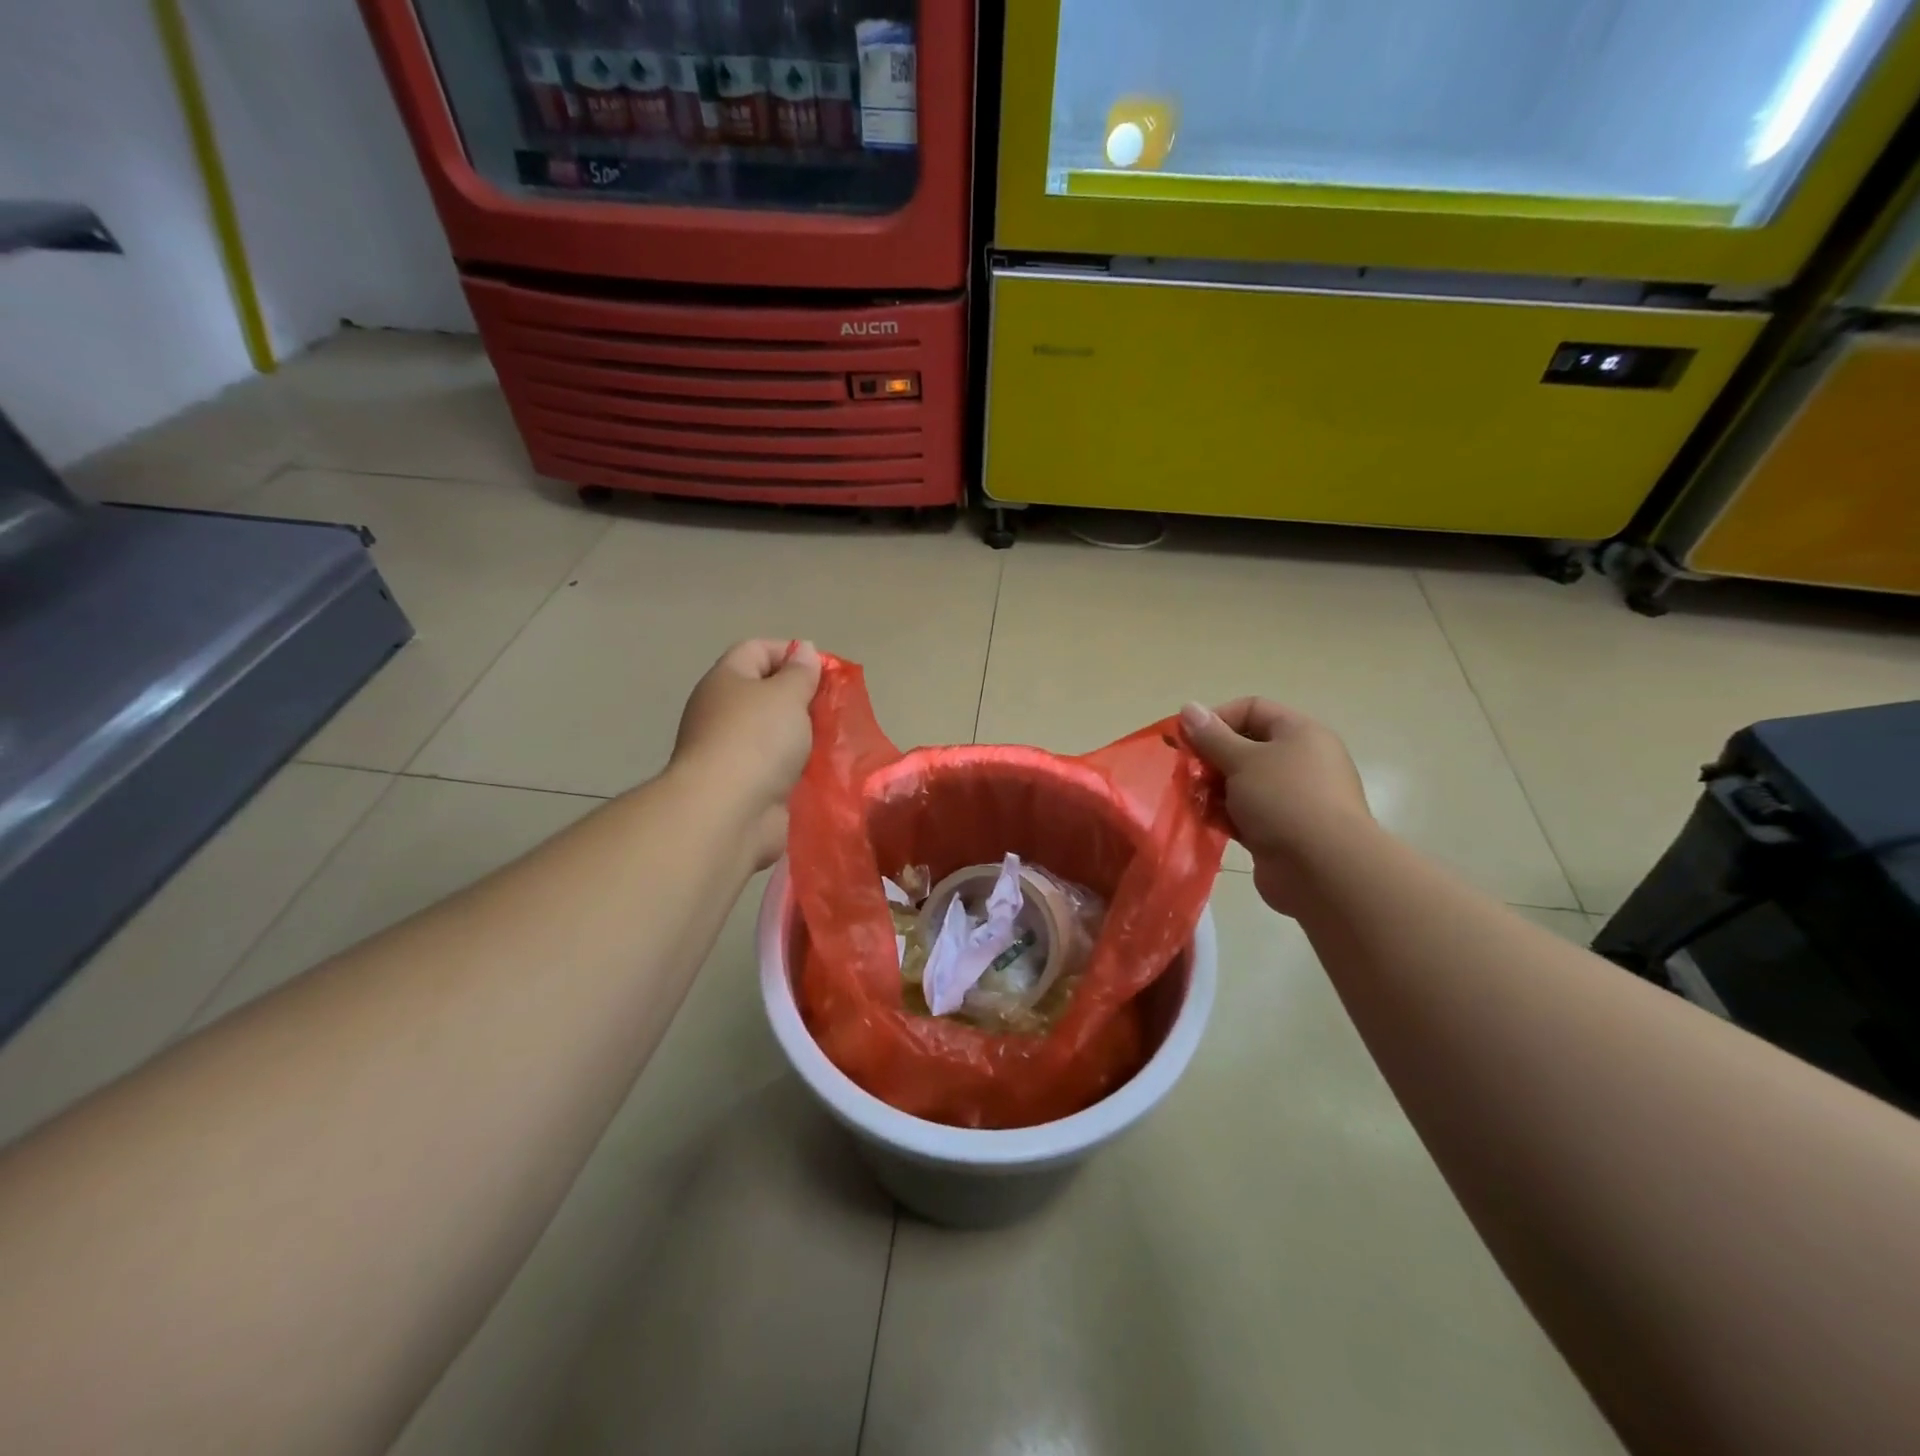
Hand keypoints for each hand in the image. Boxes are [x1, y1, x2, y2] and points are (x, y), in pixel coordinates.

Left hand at [672, 639, 821, 868]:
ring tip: (834, 741)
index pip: (757, 650)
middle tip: (833, 708)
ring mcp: (732, 753)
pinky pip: (777, 769)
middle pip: (766, 694)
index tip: (825, 671)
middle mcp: (722, 713)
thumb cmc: (757, 739)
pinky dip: (798, 770)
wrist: (729, 813)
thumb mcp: (787, 694)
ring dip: (803, 738)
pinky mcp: (745, 788)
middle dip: (802, 699)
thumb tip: (803, 650)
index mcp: (726, 681)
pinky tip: (823, 772)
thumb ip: (800, 672)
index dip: (791, 653)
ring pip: (775, 735)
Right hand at [1181, 698, 1373, 915]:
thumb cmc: (1285, 800)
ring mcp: (1291, 799)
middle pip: (1244, 748)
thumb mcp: (1243, 760)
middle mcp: (1299, 762)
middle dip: (1210, 759)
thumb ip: (1212, 736)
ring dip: (1213, 790)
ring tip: (1192, 800)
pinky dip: (1223, 816)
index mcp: (1299, 734)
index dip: (1216, 719)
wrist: (1324, 870)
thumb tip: (1188, 707)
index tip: (1187, 739)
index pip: (1252, 709)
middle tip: (1186, 773)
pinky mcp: (1280, 831)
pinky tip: (1204, 822)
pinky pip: (1244, 814)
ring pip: (1241, 784)